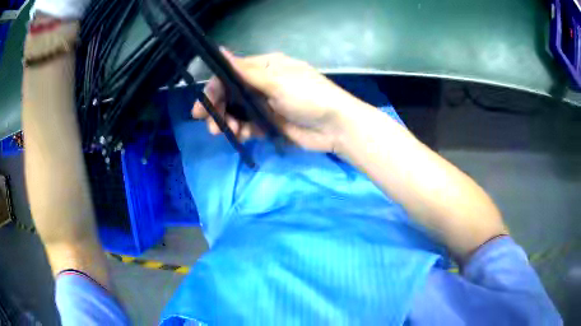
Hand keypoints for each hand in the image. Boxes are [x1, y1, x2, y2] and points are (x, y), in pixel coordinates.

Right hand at [192, 50, 368, 152]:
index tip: (204, 103)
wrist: (335, 126)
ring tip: (227, 132)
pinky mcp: (269, 123)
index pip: (231, 74)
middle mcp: (263, 83)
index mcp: (265, 67)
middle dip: (218, 108)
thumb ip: (245, 71)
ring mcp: (266, 104)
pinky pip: (248, 125)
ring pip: (237, 111)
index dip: (215, 87)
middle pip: (231, 94)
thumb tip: (220, 51)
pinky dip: (242, 131)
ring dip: (228, 122)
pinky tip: (241, 136)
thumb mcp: (276, 81)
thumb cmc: (309, 97)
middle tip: (208, 124)